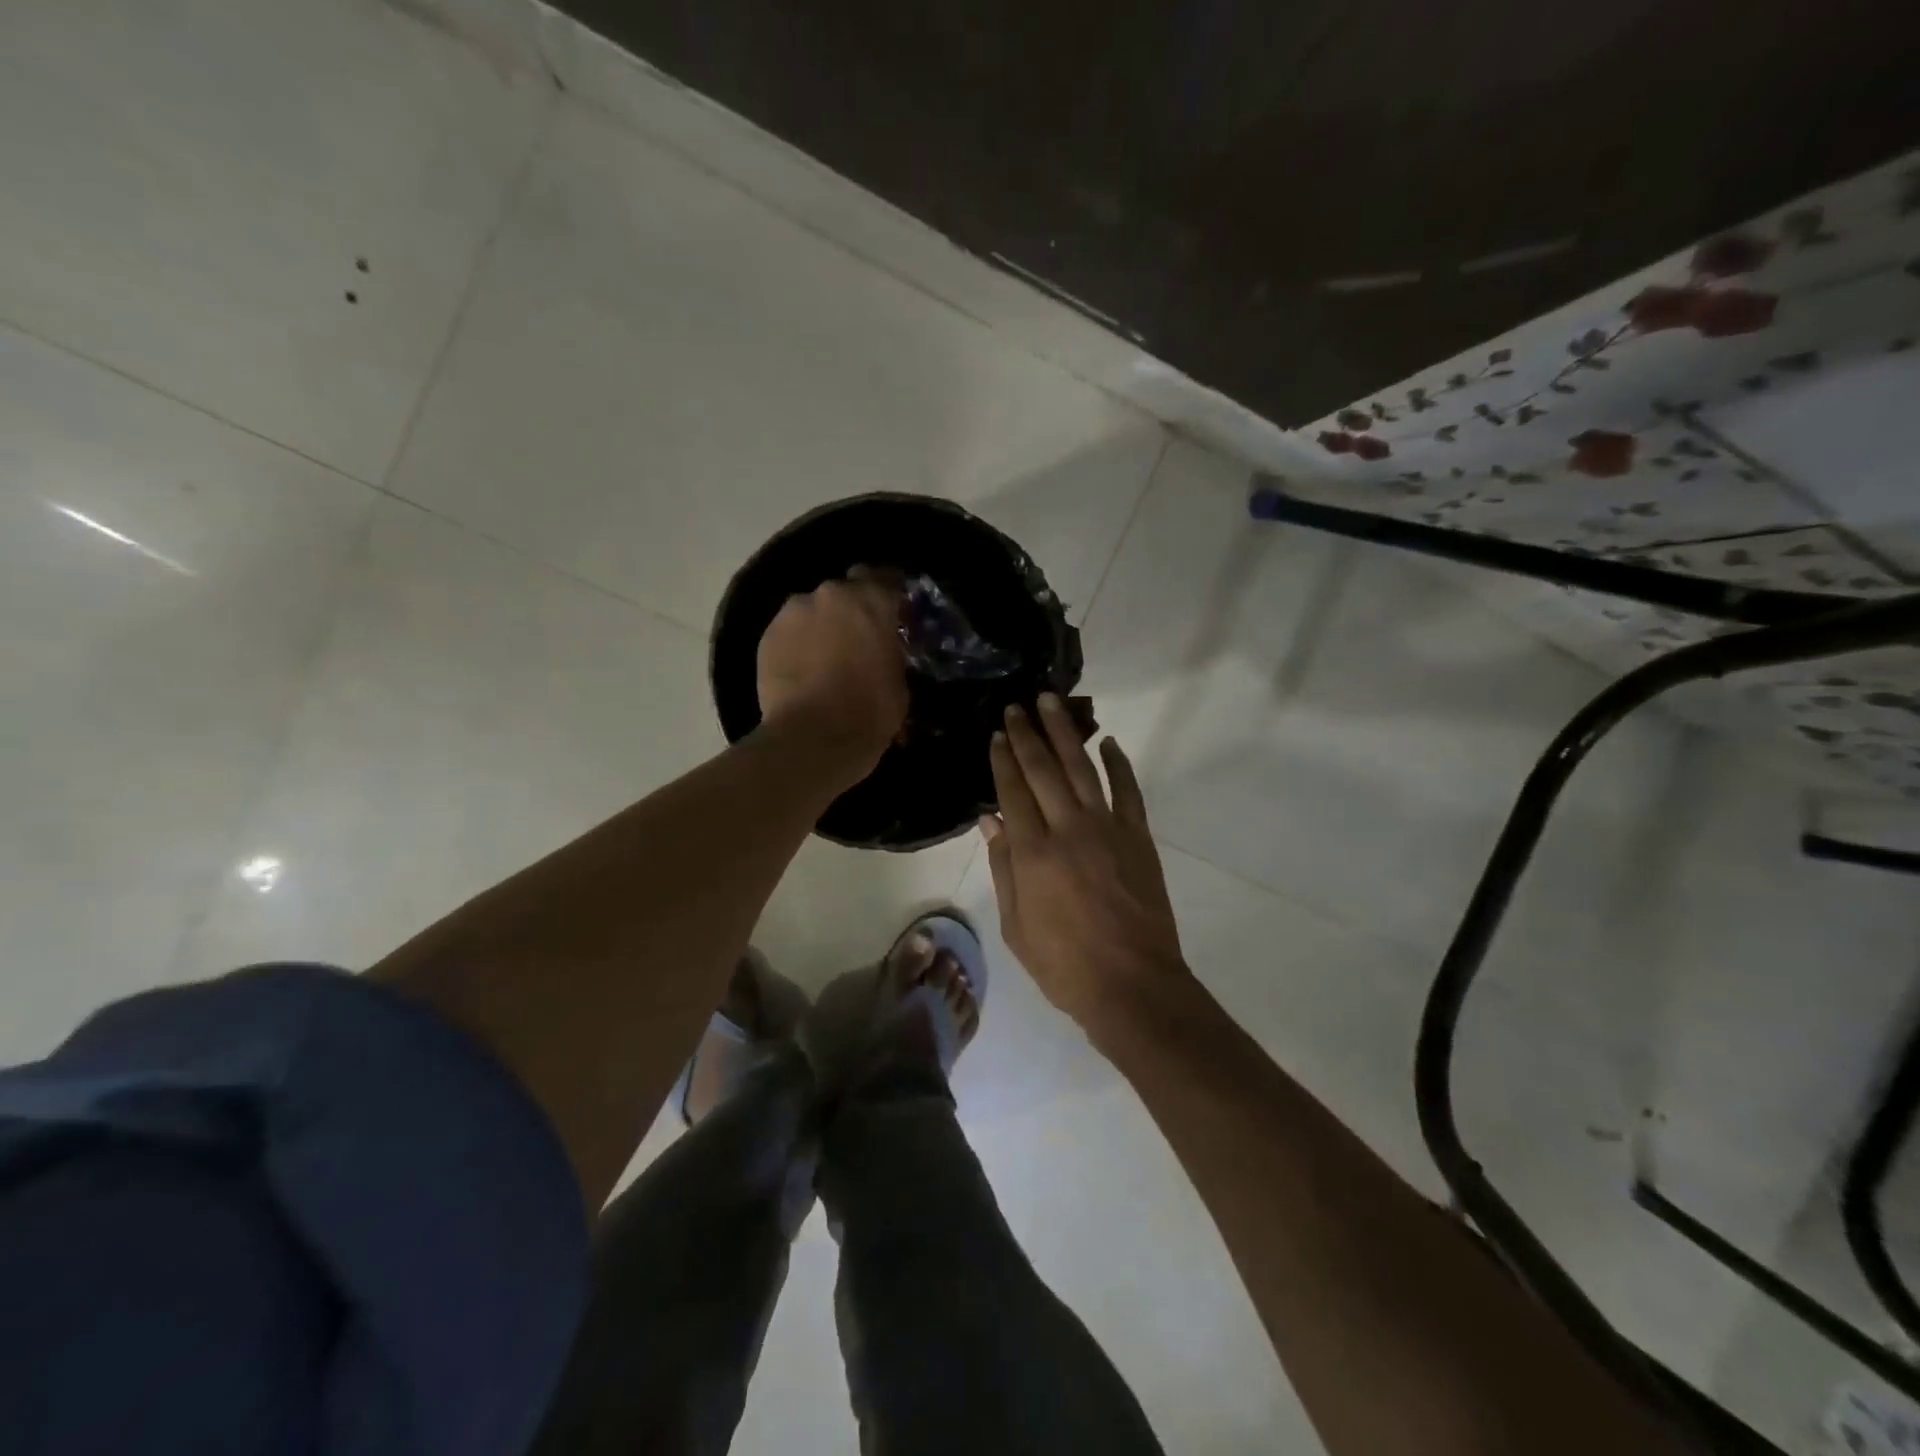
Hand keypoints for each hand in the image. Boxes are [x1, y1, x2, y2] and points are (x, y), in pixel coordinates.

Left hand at [756, 568, 909, 777]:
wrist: (813, 738)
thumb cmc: (869, 712)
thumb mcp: (899, 682)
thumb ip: (890, 653)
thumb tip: (884, 654)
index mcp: (872, 600)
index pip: (885, 578)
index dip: (887, 597)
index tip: (892, 616)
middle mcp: (831, 594)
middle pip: (843, 593)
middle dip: (850, 613)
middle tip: (856, 641)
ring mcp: (793, 612)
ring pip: (811, 611)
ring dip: (820, 627)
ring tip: (824, 659)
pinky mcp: (767, 635)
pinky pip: (788, 632)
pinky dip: (796, 645)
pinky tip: (802, 671)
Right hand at [982, 694, 1191, 1037]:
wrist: (1133, 986)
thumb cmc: (1065, 965)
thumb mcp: (1016, 926)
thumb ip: (1003, 868)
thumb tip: (990, 820)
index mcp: (1033, 854)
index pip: (1013, 792)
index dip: (1003, 760)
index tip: (997, 733)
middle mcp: (1068, 830)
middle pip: (1044, 770)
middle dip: (1028, 735)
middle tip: (1017, 705)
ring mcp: (1108, 830)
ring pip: (1083, 769)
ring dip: (1067, 733)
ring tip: (1052, 703)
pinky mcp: (1139, 837)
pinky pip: (1128, 790)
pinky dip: (1119, 764)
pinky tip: (1109, 742)